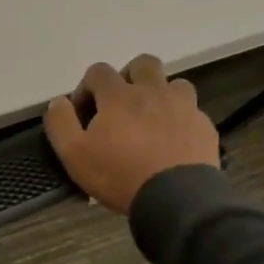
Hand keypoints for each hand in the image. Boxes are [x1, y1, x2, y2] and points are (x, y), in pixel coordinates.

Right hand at [44, 56, 220, 214]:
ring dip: (160, 95)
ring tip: (151, 120)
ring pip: (174, 84)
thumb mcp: (73, 154)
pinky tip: (172, 141)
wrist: (176, 199)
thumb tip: (59, 101)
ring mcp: (183, 107)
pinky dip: (180, 119)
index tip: (84, 113)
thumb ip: (60, 122)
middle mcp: (153, 92)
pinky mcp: (204, 126)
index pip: (98, 71)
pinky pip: (192, 112)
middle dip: (128, 77)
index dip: (86, 87)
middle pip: (143, 64)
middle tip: (120, 104)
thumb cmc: (119, 174)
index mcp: (118, 95)